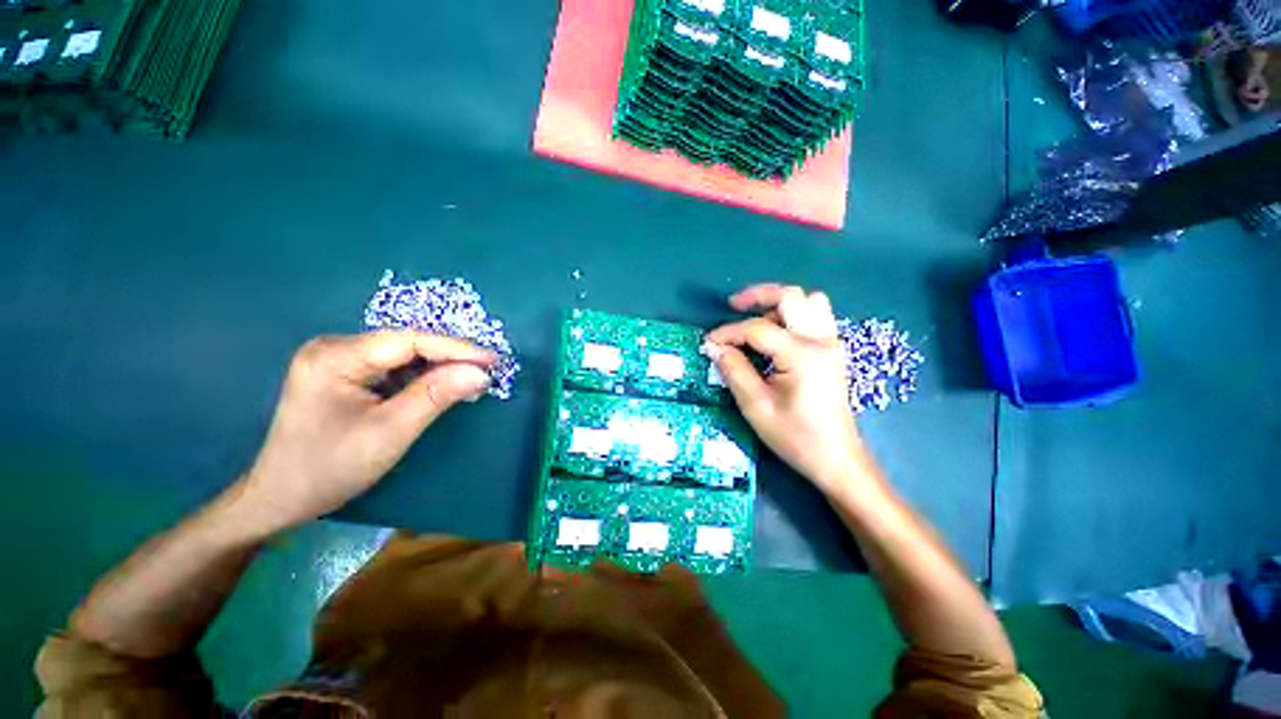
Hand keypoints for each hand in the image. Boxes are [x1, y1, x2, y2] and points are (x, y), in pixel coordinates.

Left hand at [237, 331, 494, 531]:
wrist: (281, 497)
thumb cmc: (331, 467)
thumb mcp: (391, 431)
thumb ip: (437, 396)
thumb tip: (481, 373)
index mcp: (336, 357)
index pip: (409, 341)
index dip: (456, 348)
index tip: (493, 360)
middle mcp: (335, 347)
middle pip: (406, 344)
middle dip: (449, 357)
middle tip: (487, 371)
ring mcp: (338, 359)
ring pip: (403, 355)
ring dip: (439, 367)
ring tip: (471, 379)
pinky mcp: (344, 373)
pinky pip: (393, 367)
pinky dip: (422, 376)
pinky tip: (441, 386)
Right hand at [705, 284, 868, 494]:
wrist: (836, 459)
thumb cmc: (796, 437)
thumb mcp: (756, 406)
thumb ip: (734, 370)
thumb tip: (715, 347)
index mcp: (801, 355)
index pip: (757, 329)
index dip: (728, 332)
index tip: (708, 343)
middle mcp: (821, 341)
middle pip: (791, 296)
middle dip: (758, 295)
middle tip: (733, 306)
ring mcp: (831, 343)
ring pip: (809, 301)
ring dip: (779, 304)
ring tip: (756, 319)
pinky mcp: (832, 351)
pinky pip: (816, 316)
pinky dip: (793, 315)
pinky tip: (776, 335)